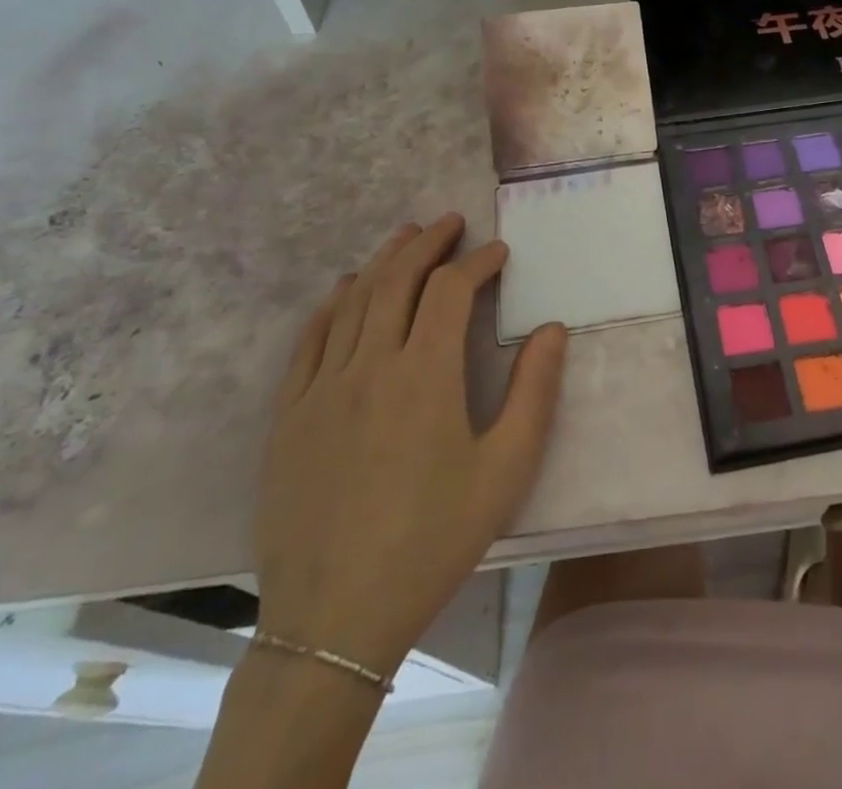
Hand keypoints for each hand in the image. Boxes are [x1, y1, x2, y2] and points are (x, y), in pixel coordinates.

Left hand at [253, 214, 567, 677]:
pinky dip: (332, 304)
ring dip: (383, 260)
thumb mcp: (506, 469)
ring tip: (406, 236)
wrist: (335, 618)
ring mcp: (322, 388)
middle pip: (398, 280)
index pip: (451, 290)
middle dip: (428, 243)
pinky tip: (346, 290)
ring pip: (353, 301)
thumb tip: (552, 328)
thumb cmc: (433, 539)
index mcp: (425, 374)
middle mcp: (371, 365)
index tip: (498, 253)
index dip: (478, 262)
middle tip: (451, 222)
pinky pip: (310, 340)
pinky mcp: (289, 415)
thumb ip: (535, 392)